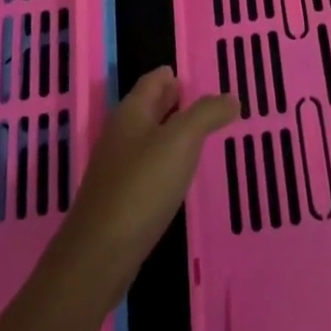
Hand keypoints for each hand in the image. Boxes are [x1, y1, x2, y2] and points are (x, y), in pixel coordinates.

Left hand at [51, 67, 237, 300]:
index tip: (198, 77)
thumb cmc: (142, 186)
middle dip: (173, 101)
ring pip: (148, 138)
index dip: (173, 76)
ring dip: (171, 133)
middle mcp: (121, 134)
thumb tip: (231, 97)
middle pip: (149, 107)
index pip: (153, 80)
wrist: (100, 254)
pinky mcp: (119, 199)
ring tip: (200, 136)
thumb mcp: (182, 141)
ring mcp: (117, 168)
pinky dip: (165, 161)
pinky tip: (180, 174)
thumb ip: (207, 114)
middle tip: (205, 102)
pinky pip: (147, 167)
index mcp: (132, 112)